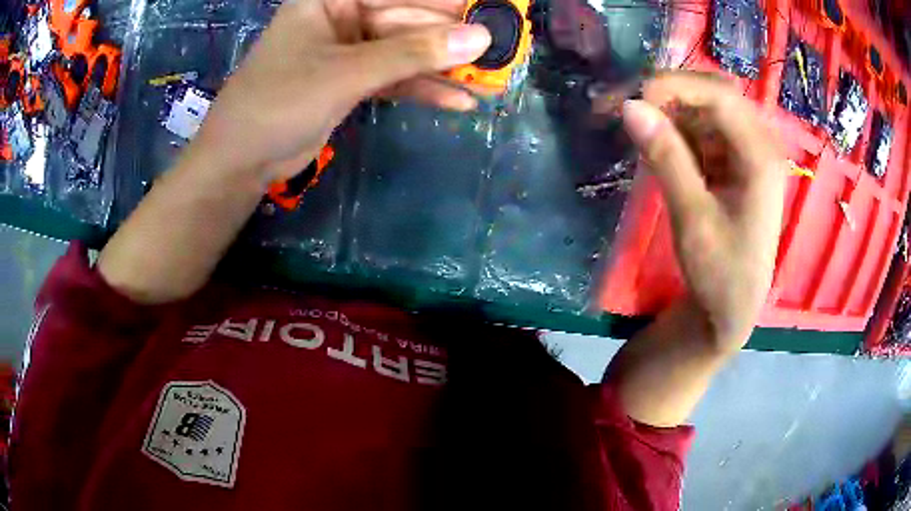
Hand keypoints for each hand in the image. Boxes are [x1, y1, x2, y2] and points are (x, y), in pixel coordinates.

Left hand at [193, 0, 490, 182]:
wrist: (241, 161)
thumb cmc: (279, 103)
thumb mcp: (346, 73)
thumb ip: (412, 54)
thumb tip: (479, 38)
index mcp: (332, 0)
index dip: (447, 3)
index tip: (493, 12)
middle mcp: (343, 18)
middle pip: (409, 21)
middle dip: (452, 41)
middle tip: (501, 55)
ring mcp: (349, 51)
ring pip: (406, 52)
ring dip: (445, 69)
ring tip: (491, 83)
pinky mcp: (351, 81)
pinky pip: (395, 78)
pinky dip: (424, 90)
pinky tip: (458, 102)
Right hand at [622, 72, 784, 348]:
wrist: (729, 310)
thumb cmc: (720, 273)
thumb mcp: (692, 218)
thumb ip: (666, 158)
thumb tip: (630, 106)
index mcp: (761, 157)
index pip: (720, 97)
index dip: (676, 87)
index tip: (634, 98)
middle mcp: (759, 146)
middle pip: (715, 96)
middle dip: (672, 94)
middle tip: (632, 107)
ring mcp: (746, 155)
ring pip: (706, 112)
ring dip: (671, 113)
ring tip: (638, 128)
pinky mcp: (733, 165)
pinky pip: (703, 133)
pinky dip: (678, 134)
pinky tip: (659, 149)